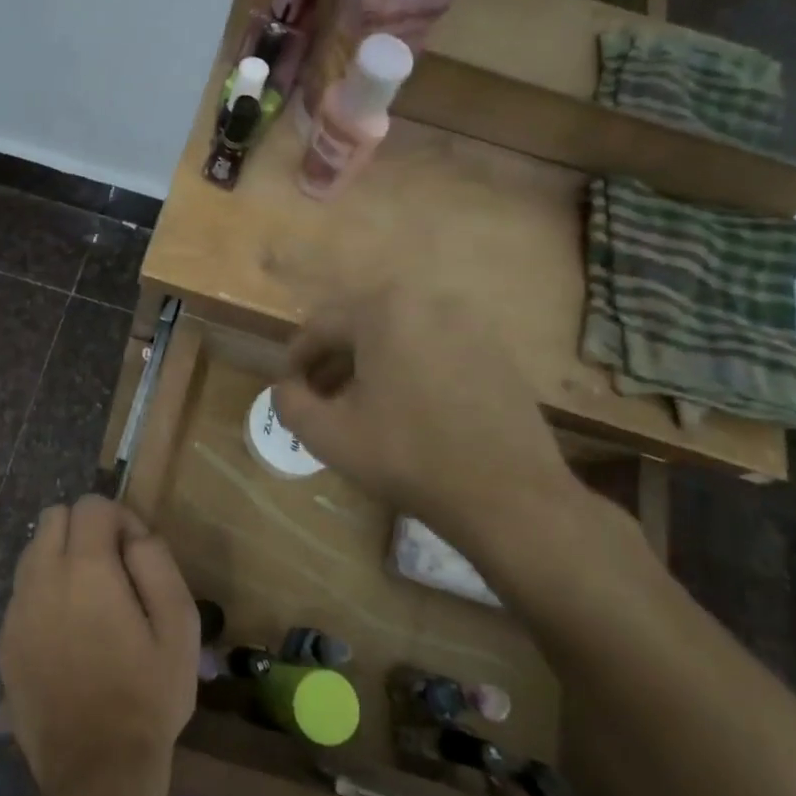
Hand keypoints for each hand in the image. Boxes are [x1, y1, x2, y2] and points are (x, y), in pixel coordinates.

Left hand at [0, 496, 198, 795]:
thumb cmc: (148, 697)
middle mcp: (41, 579)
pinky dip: (44, 592)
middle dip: (85, 529)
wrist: (95, 772)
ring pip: (32, 551)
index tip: (136, 554)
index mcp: (85, 569)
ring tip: (90, 601)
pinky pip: (22, 592)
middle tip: (113, 570)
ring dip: (61, 558)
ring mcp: (16, 611)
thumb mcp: (180, 626)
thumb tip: (134, 536)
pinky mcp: (4, 642)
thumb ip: (157, 563)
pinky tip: (69, 634)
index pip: (91, 504)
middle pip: (53, 517)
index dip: (120, 518)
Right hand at [271, 285, 582, 574]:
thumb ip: (290, 402)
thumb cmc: (408, 457)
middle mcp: (427, 300)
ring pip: (398, 334)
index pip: (319, 326)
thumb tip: (286, 387)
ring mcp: (468, 322)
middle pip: (360, 325)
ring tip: (360, 405)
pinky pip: (434, 346)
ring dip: (370, 363)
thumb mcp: (328, 435)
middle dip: (333, 360)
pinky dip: (409, 366)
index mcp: (383, 311)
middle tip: (320, 398)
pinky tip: (406, 407)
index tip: (288, 390)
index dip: (296, 359)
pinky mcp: (495, 349)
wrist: (508, 495)